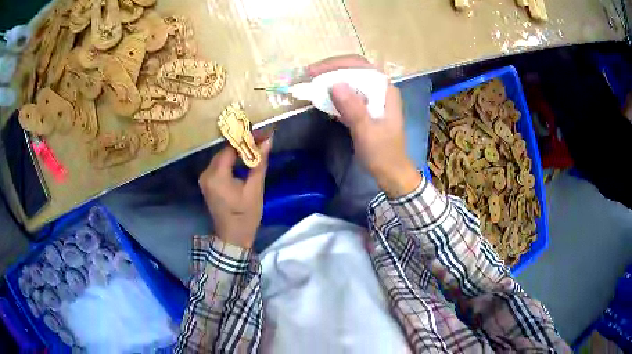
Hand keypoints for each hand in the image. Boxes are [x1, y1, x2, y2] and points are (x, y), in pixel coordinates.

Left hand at [198, 135, 272, 247]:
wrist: (233, 237)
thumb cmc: (245, 216)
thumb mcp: (255, 189)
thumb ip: (259, 163)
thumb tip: (268, 140)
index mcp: (216, 176)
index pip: (229, 148)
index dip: (245, 139)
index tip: (261, 134)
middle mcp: (206, 174)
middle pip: (224, 151)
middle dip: (242, 144)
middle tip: (261, 140)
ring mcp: (204, 179)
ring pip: (221, 157)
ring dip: (237, 152)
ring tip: (255, 147)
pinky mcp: (207, 183)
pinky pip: (219, 165)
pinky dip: (231, 161)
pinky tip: (243, 159)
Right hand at [307, 55, 421, 196]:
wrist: (391, 172)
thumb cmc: (382, 153)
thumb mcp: (366, 131)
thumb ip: (353, 108)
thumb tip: (334, 84)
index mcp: (385, 90)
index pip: (360, 66)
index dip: (337, 64)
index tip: (315, 71)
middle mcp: (380, 90)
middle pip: (354, 70)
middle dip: (331, 70)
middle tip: (309, 75)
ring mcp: (373, 99)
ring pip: (350, 81)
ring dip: (331, 80)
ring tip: (312, 83)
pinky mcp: (366, 109)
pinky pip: (348, 95)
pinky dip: (335, 94)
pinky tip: (322, 97)